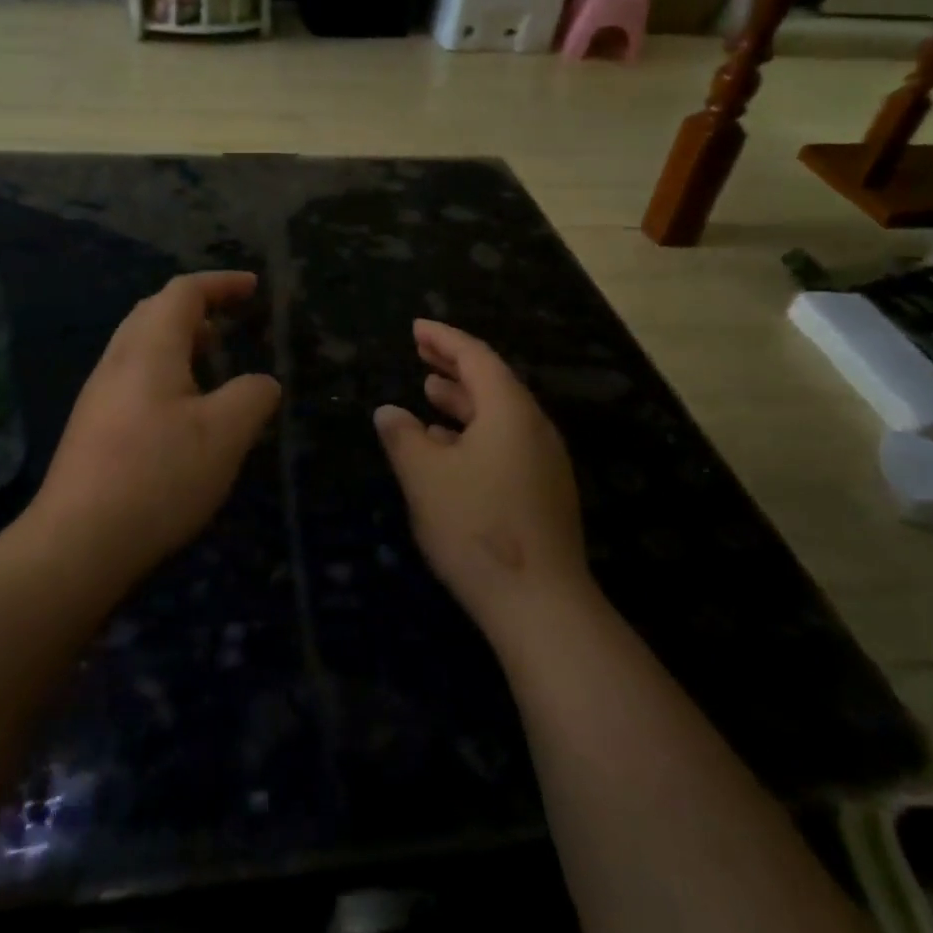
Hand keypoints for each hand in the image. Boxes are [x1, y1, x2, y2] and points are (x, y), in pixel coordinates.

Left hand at [33, 272, 280, 579]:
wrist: (78, 542)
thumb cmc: (158, 476)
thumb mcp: (225, 434)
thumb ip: (252, 397)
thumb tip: (261, 383)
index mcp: (149, 348)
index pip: (184, 292)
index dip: (220, 283)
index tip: (252, 287)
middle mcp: (118, 360)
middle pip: (155, 311)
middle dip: (197, 307)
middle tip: (231, 320)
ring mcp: (99, 394)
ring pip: (141, 345)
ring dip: (179, 341)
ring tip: (212, 361)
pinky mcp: (92, 426)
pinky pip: (133, 376)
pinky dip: (165, 371)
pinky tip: (182, 410)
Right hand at [374, 320, 595, 642]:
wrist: (540, 604)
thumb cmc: (476, 526)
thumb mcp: (425, 476)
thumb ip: (403, 437)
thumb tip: (389, 411)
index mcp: (509, 411)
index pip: (476, 357)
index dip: (444, 338)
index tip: (416, 328)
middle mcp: (533, 428)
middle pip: (493, 382)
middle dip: (454, 365)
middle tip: (421, 352)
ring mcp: (543, 461)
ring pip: (500, 415)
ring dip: (463, 400)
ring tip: (429, 393)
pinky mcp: (543, 492)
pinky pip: (505, 442)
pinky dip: (474, 432)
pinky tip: (449, 448)